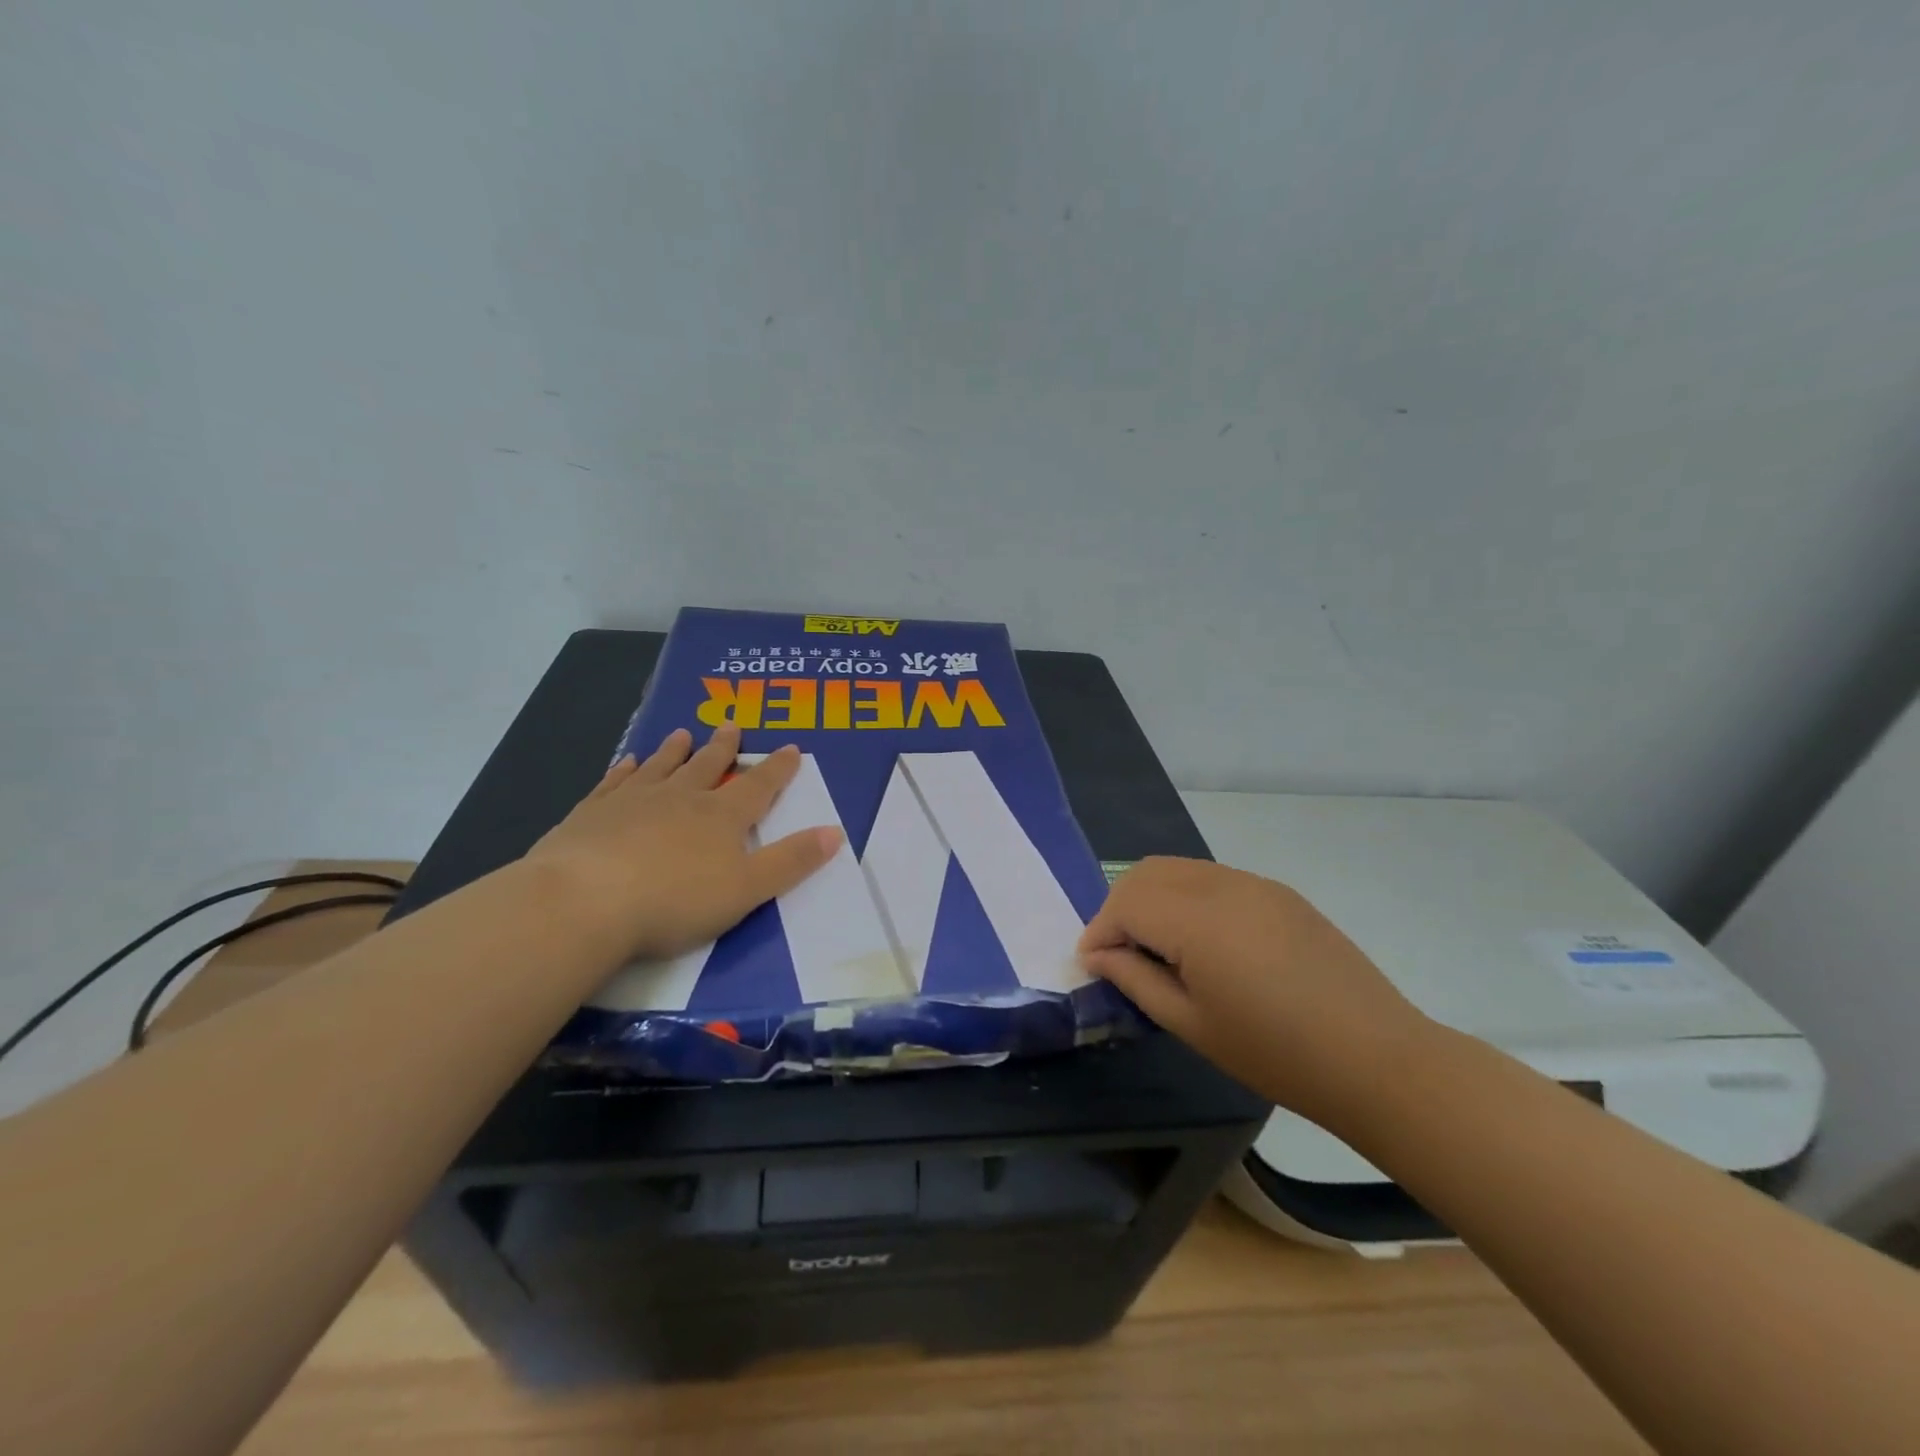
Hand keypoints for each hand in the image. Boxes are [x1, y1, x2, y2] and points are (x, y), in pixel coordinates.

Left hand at [525, 723, 841, 961]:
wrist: (584, 902)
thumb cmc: (674, 901)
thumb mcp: (747, 889)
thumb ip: (791, 861)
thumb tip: (835, 832)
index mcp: (721, 818)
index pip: (757, 786)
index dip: (777, 769)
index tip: (789, 747)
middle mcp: (680, 799)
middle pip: (707, 766)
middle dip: (723, 748)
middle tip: (731, 725)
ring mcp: (632, 802)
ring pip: (661, 767)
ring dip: (675, 751)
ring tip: (682, 733)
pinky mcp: (591, 814)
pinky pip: (614, 783)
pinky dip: (625, 770)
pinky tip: (627, 762)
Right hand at [1078, 857, 1430, 1127]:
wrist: (1376, 1058)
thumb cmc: (1275, 1053)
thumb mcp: (1192, 1024)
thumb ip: (1136, 979)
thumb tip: (1098, 954)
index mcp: (1198, 920)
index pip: (1126, 902)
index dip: (1100, 930)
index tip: (1094, 964)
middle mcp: (1222, 885)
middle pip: (1147, 873)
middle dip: (1120, 907)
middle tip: (1120, 953)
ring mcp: (1254, 883)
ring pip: (1179, 869)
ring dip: (1153, 897)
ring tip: (1158, 947)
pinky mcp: (1278, 892)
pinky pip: (1213, 878)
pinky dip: (1187, 897)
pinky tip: (1203, 941)